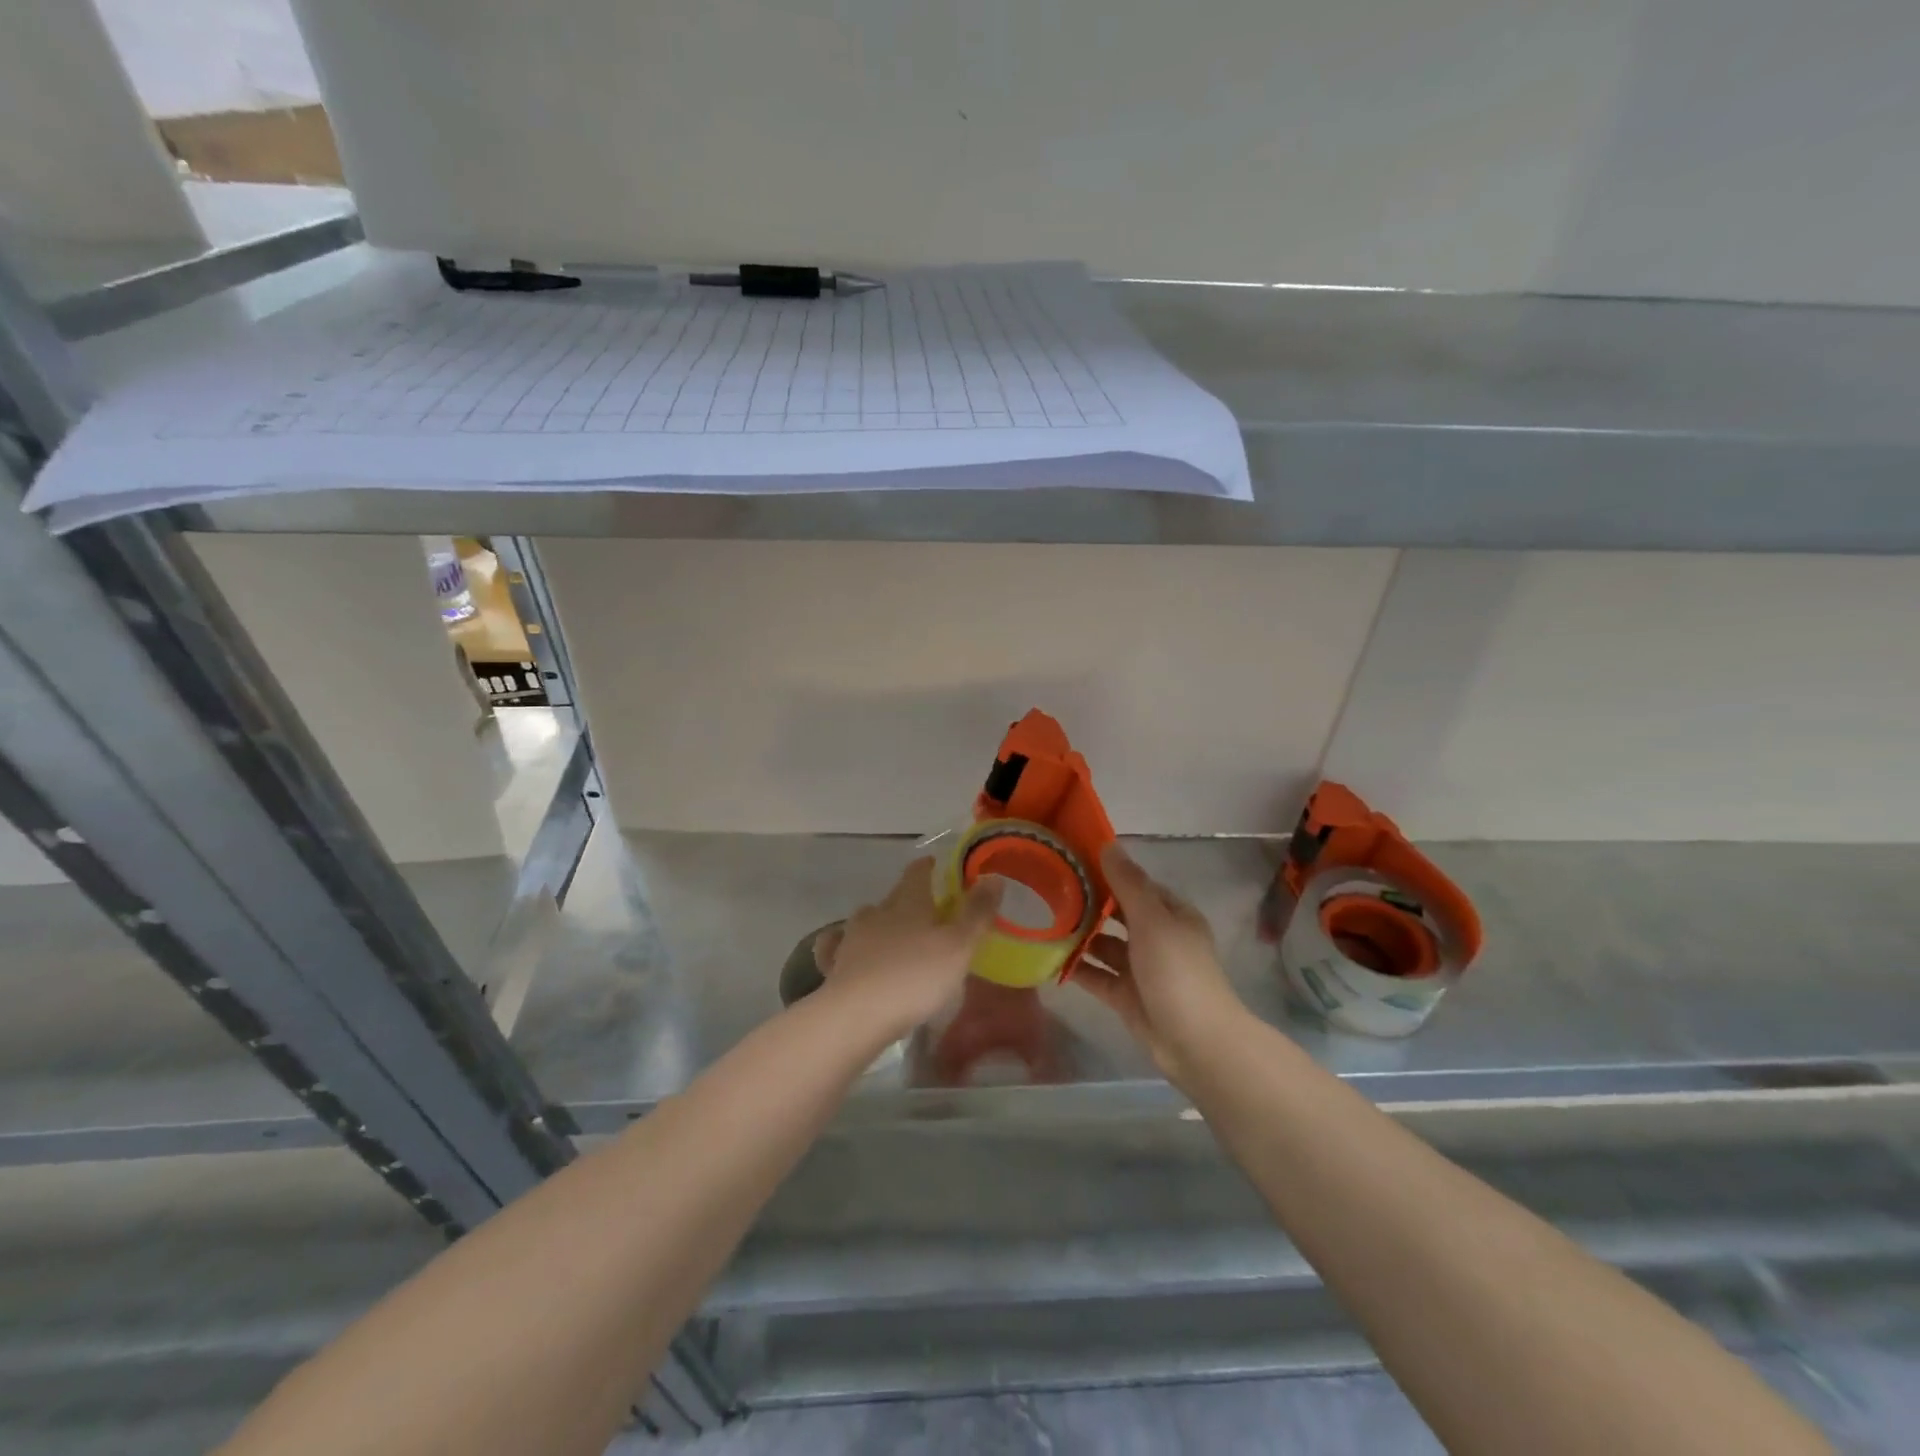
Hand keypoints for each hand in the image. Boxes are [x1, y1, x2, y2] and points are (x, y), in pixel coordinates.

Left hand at [811, 857, 1001, 1041]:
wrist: (858, 1014)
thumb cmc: (916, 976)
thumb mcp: (959, 946)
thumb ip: (977, 912)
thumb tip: (993, 876)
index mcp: (908, 902)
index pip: (918, 873)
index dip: (929, 868)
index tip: (938, 868)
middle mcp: (878, 912)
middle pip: (894, 897)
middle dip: (908, 899)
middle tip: (926, 912)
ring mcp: (851, 937)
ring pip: (867, 920)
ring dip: (880, 923)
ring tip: (894, 938)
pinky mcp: (834, 964)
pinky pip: (838, 947)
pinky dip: (845, 946)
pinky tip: (851, 956)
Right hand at [1069, 843, 1245, 1088]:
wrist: (1197, 1044)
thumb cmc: (1177, 972)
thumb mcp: (1153, 920)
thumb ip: (1128, 884)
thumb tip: (1109, 845)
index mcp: (1171, 914)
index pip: (1136, 884)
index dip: (1107, 872)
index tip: (1071, 862)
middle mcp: (1157, 937)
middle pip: (1118, 914)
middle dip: (1089, 904)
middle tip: (1047, 890)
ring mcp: (1141, 969)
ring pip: (1105, 945)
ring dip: (1079, 935)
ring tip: (1042, 921)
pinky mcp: (1126, 996)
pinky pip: (1097, 975)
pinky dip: (1077, 968)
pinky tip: (1048, 958)